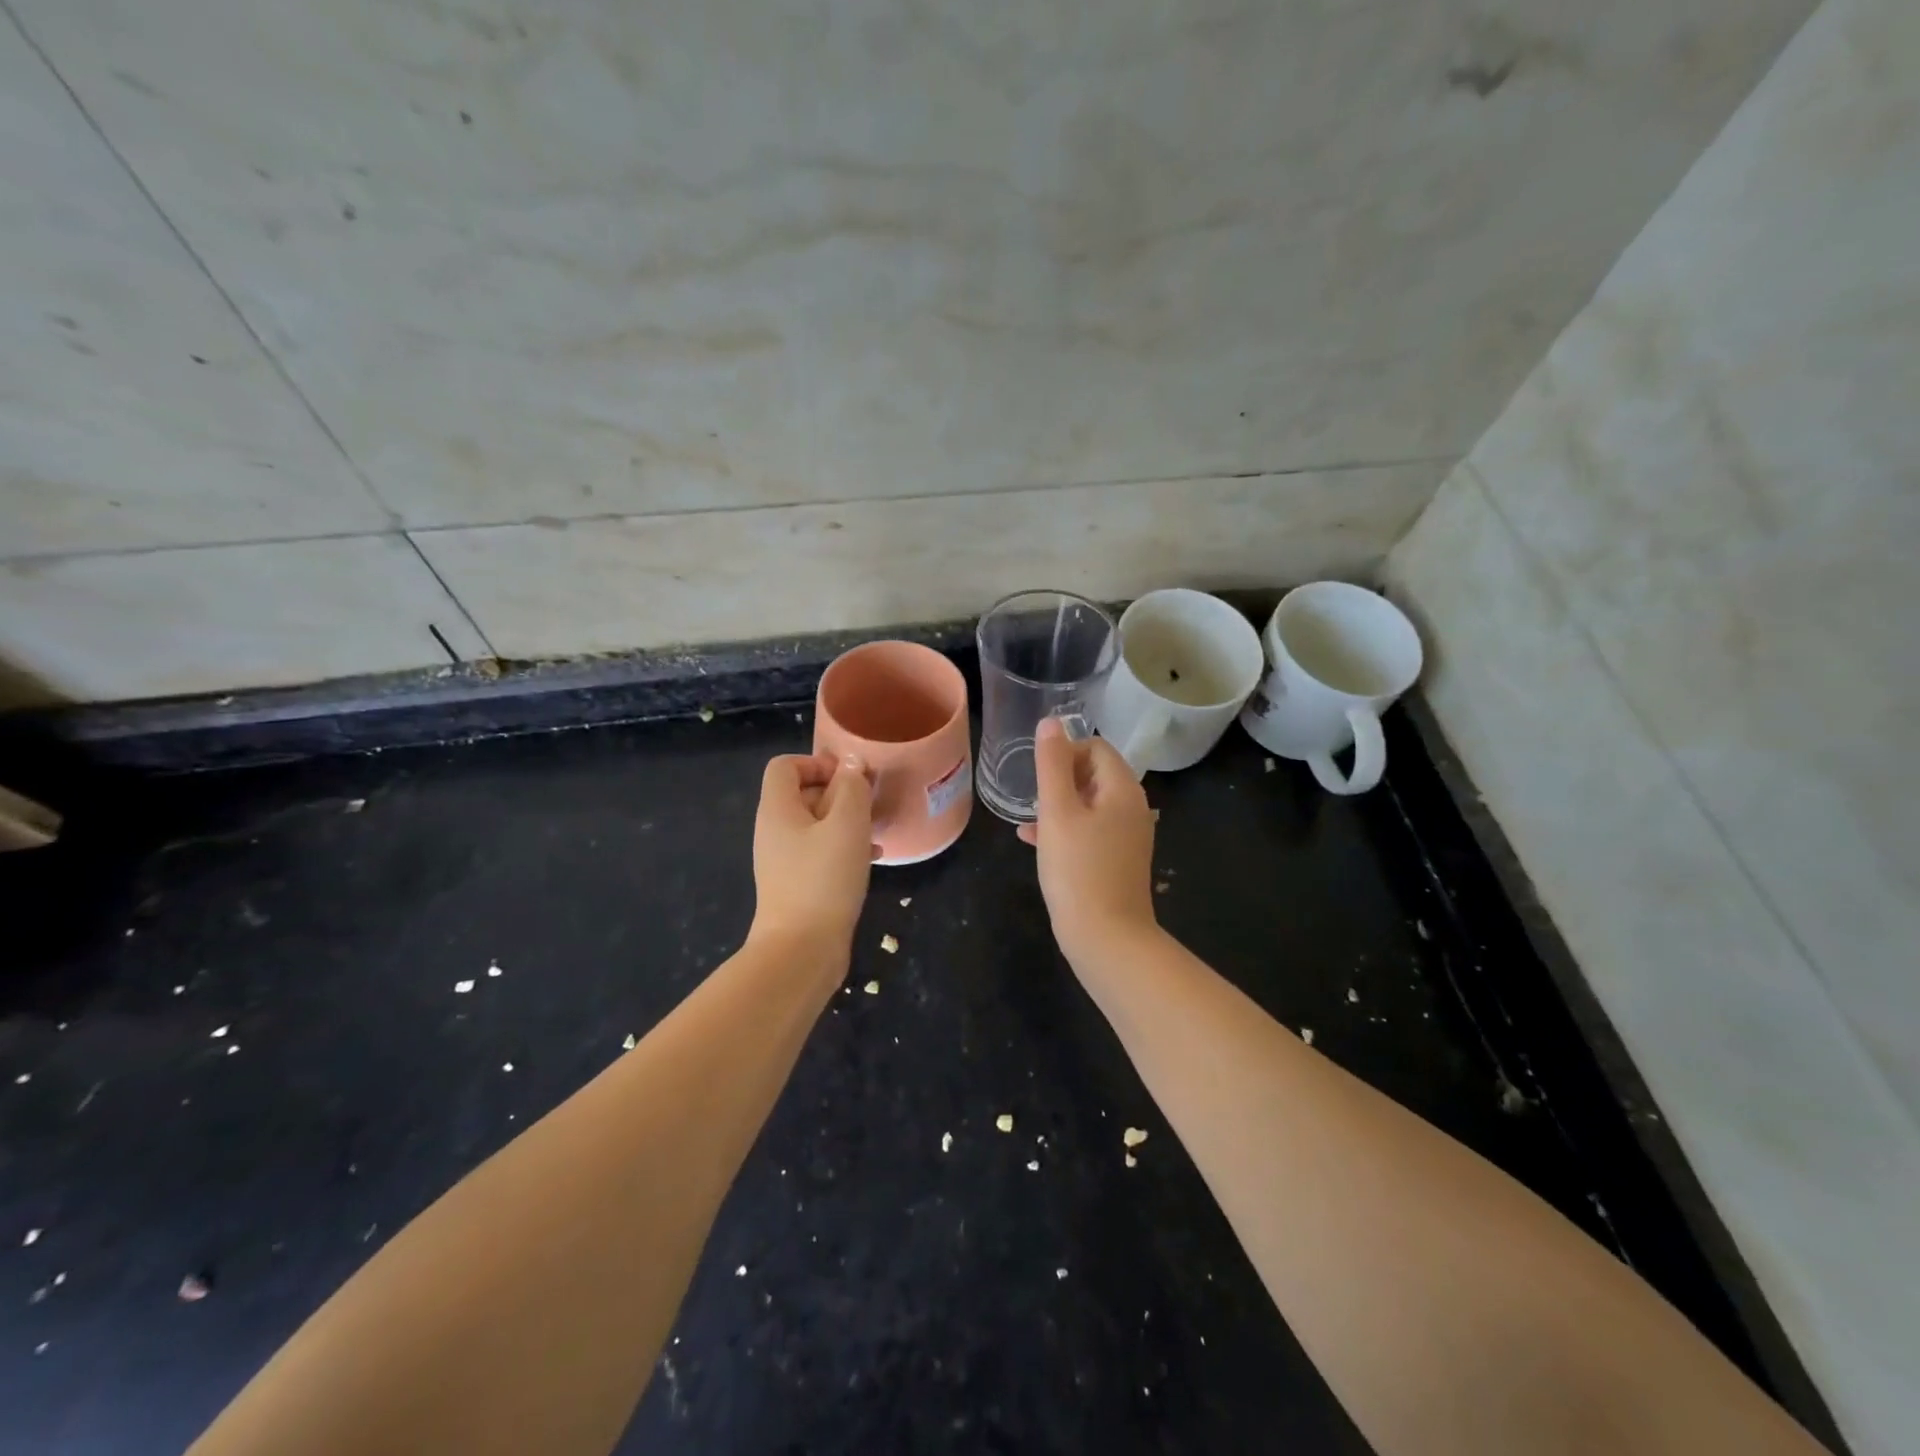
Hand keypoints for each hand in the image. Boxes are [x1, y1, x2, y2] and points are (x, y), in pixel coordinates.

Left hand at [750, 753, 875, 953]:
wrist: (801, 950)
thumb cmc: (824, 879)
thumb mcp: (847, 825)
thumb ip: (852, 788)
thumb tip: (851, 764)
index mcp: (777, 810)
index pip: (785, 766)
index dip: (817, 762)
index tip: (850, 780)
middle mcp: (774, 830)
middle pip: (802, 793)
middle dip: (838, 793)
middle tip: (869, 805)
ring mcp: (783, 860)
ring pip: (816, 825)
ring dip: (846, 821)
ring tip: (875, 830)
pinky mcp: (797, 884)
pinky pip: (820, 852)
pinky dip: (843, 848)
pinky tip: (872, 859)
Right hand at [1018, 717, 1158, 961]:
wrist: (1107, 939)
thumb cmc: (1078, 870)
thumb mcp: (1057, 812)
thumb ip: (1051, 764)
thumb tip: (1050, 722)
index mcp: (1123, 790)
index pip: (1096, 747)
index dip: (1065, 752)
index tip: (1038, 775)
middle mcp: (1132, 808)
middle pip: (1094, 774)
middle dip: (1059, 779)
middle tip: (1031, 798)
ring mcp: (1128, 837)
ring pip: (1089, 804)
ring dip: (1058, 805)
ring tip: (1027, 819)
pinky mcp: (1118, 861)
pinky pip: (1090, 831)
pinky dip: (1065, 829)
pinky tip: (1033, 842)